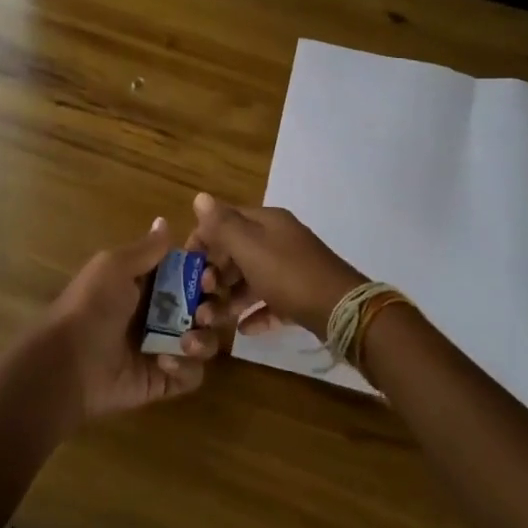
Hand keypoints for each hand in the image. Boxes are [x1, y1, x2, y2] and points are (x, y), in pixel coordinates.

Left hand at [26, 218, 205, 427]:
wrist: (67, 363)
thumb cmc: (91, 306)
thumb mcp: (114, 267)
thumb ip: (146, 249)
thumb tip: (164, 221)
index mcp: (148, 284)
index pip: (191, 274)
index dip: (206, 273)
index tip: (209, 275)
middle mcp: (160, 314)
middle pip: (205, 307)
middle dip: (212, 307)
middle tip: (203, 312)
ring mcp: (164, 348)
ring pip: (205, 340)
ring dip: (204, 339)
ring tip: (186, 341)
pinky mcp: (165, 380)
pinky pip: (193, 374)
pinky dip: (186, 367)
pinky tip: (163, 362)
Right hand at [182, 193, 365, 356]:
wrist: (342, 310)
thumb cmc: (288, 274)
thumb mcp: (250, 247)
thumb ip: (222, 225)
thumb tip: (199, 197)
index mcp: (267, 222)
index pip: (226, 220)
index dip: (203, 238)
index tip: (185, 264)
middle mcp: (280, 240)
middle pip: (238, 251)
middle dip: (215, 273)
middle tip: (200, 296)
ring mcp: (292, 269)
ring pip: (252, 279)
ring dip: (230, 297)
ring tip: (213, 319)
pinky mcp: (301, 296)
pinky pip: (271, 302)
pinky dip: (255, 313)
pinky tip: (242, 330)